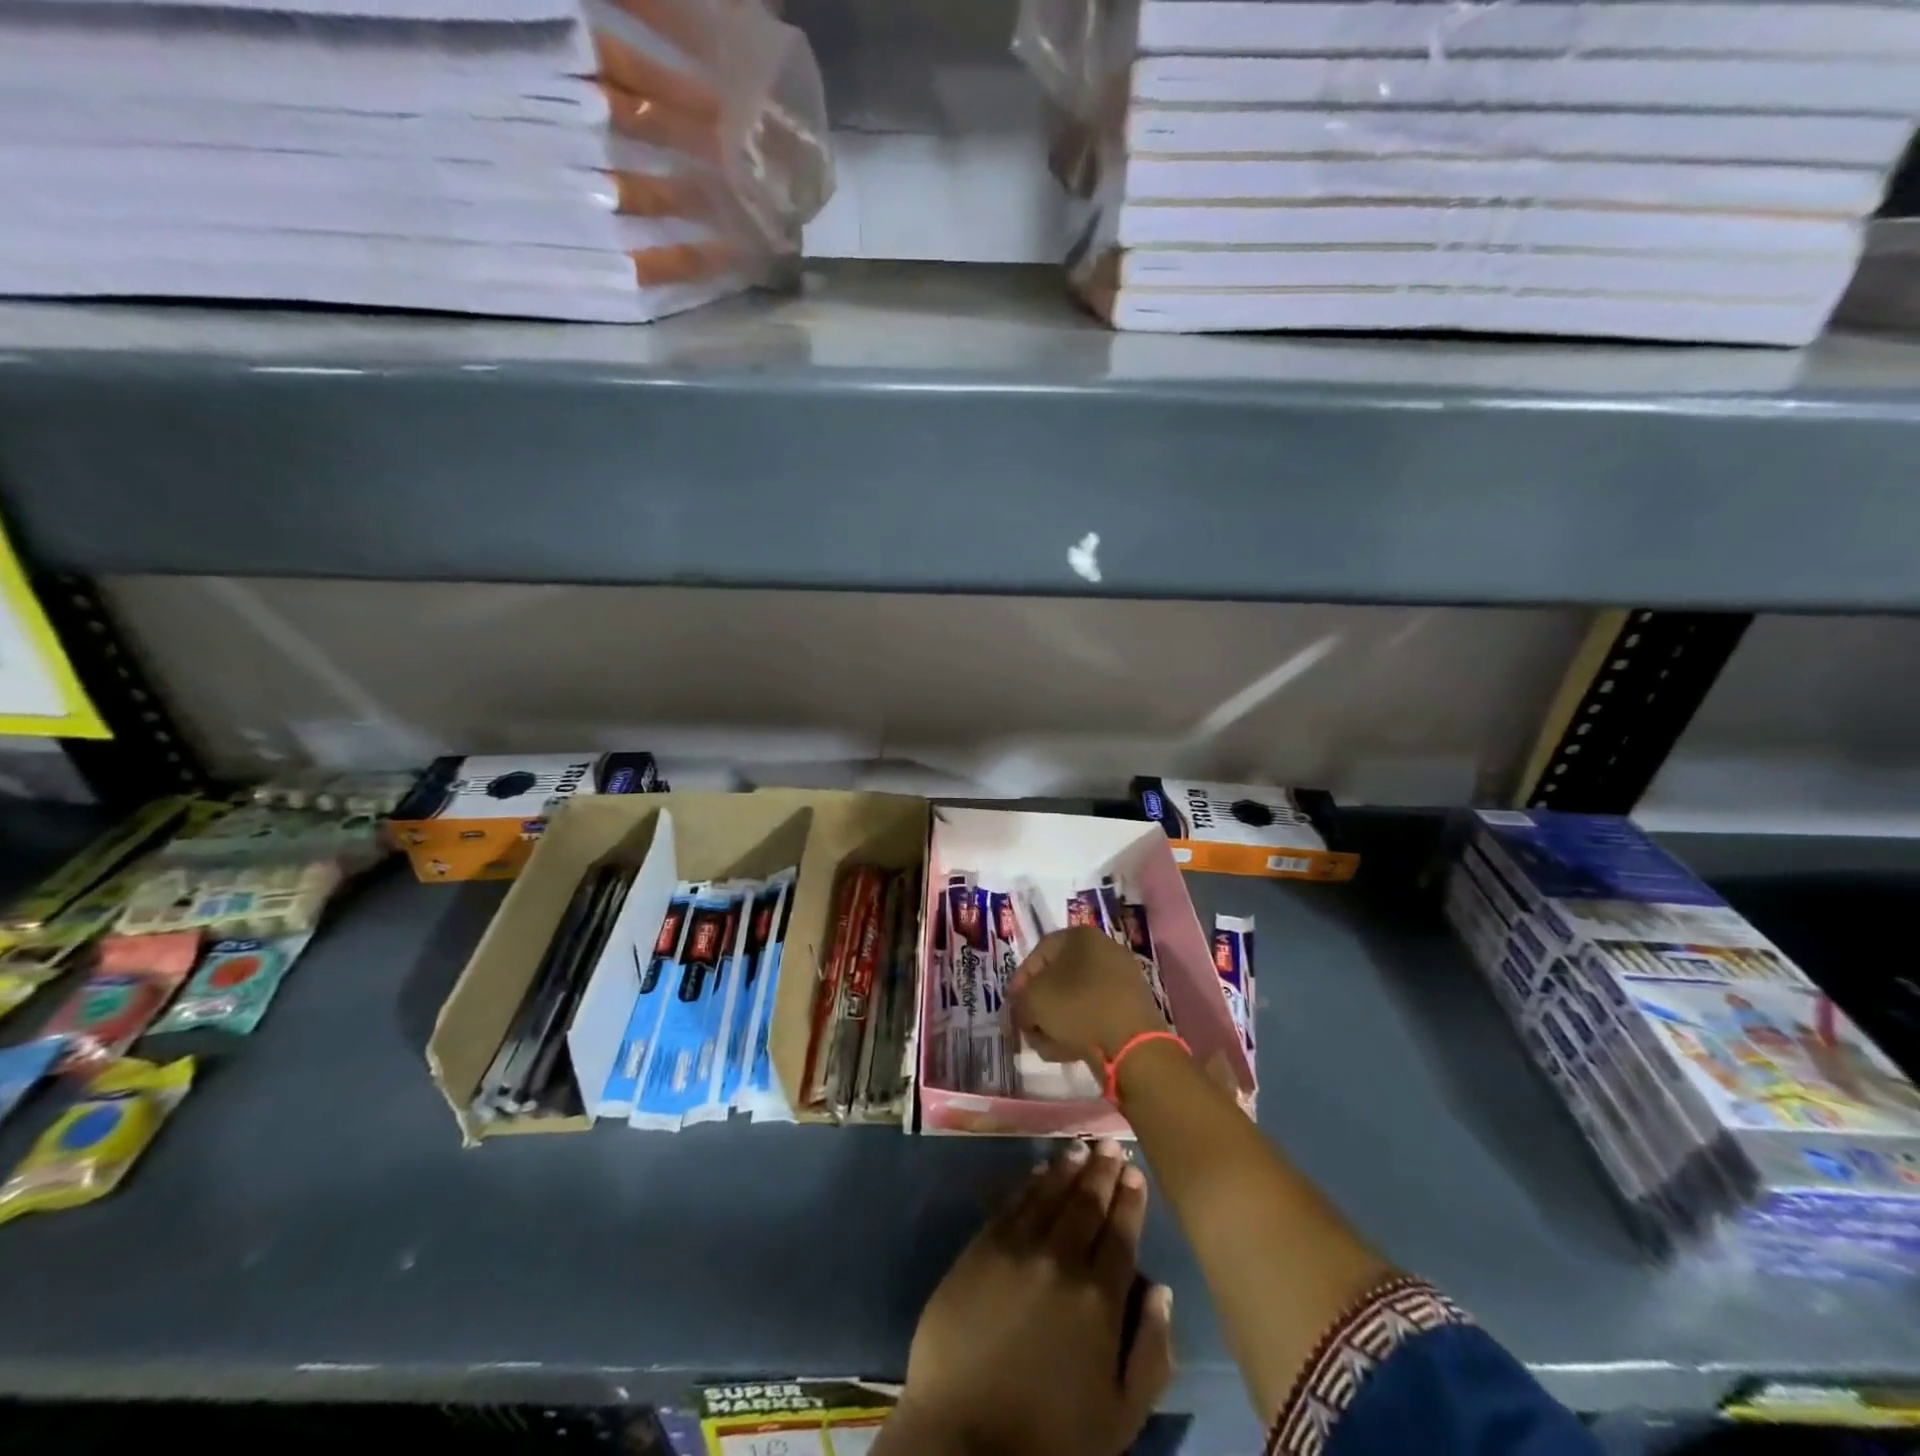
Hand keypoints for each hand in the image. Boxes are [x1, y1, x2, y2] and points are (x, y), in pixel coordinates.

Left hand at [885, 1140, 1174, 1455]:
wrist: (966, 1439)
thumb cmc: (1051, 1438)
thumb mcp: (1120, 1415)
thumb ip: (1150, 1352)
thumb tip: (1161, 1291)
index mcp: (1100, 1299)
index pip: (1121, 1235)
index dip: (1130, 1201)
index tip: (1135, 1173)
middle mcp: (1061, 1260)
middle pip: (1087, 1204)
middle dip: (1103, 1172)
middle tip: (1112, 1144)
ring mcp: (1018, 1248)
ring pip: (1050, 1194)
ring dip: (1068, 1168)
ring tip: (1082, 1148)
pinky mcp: (982, 1247)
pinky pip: (1013, 1203)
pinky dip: (1030, 1183)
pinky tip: (1039, 1170)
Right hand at [1011, 927, 1169, 1069]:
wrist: (1131, 1044)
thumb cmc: (1077, 1007)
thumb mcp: (1033, 1000)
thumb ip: (1021, 999)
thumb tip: (1025, 1007)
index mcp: (1081, 936)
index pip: (1040, 952)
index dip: (1020, 979)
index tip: (1012, 1004)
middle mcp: (1104, 950)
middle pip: (1058, 977)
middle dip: (1038, 1004)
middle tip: (1027, 1026)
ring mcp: (1122, 980)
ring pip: (1076, 998)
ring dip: (1055, 1021)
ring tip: (1044, 1044)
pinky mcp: (1132, 1008)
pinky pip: (1095, 1014)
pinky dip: (1079, 1028)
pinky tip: (1066, 1050)